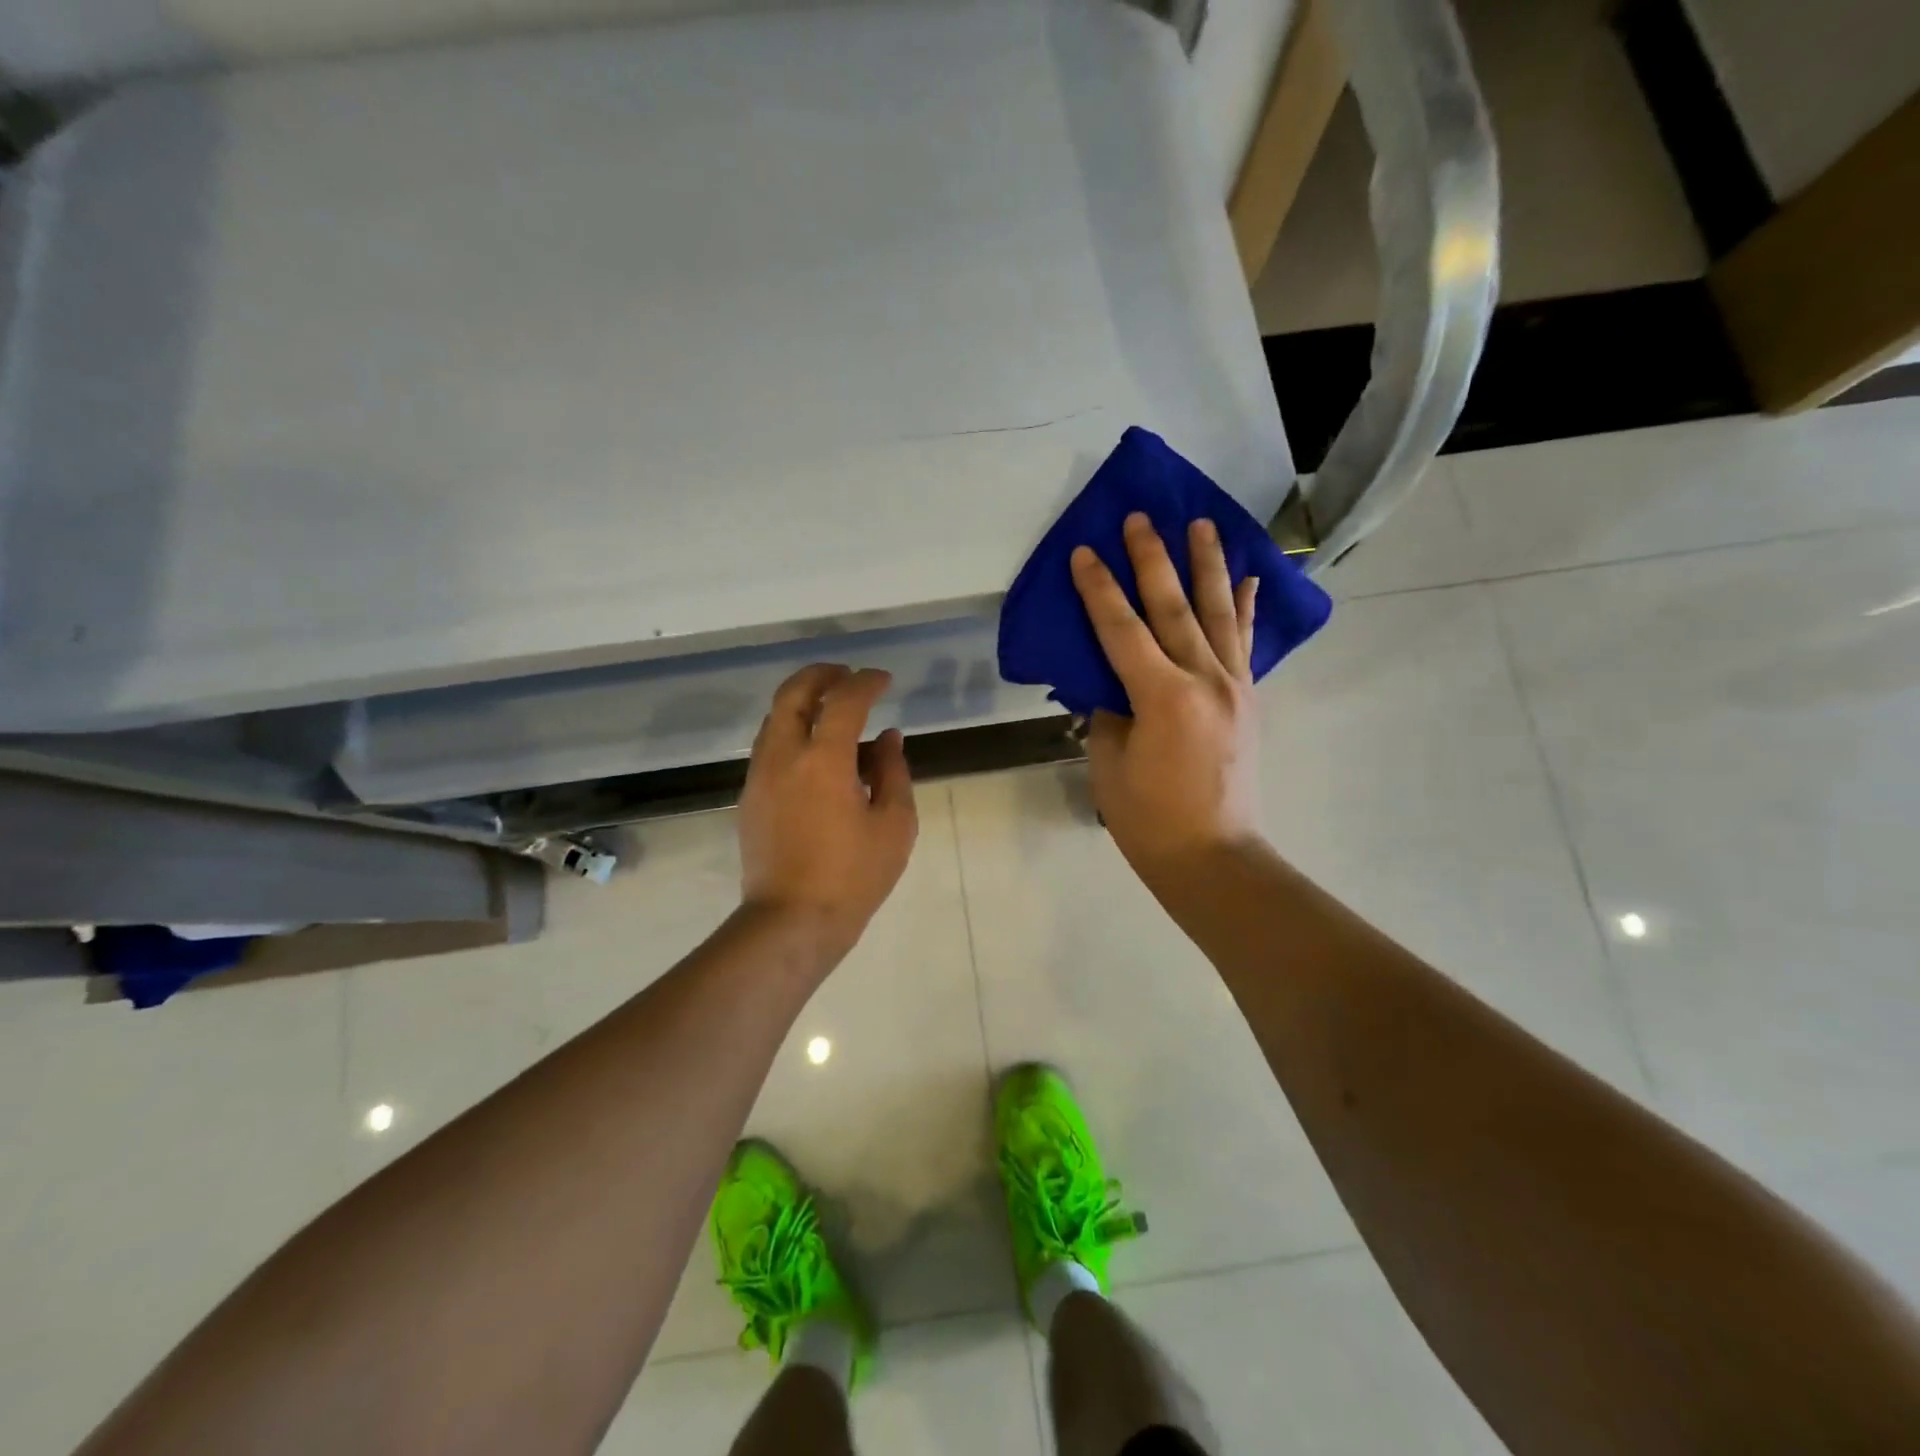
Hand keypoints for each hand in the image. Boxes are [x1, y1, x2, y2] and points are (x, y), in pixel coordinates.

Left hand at [738, 664, 917, 967]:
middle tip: (847, 675)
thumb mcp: (894, 824)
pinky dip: (791, 730)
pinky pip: (769, 745)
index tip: (884, 680)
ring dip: (802, 701)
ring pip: (775, 717)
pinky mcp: (749, 797)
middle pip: (793, 693)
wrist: (791, 921)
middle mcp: (784, 756)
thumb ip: (893, 772)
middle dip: (821, 674)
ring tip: (832, 710)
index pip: (844, 700)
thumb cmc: (853, 876)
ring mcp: (760, 775)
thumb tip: (887, 738)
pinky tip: (815, 751)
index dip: (866, 682)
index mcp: (824, 759)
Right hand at [1070, 513, 1262, 886]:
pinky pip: (1245, 644)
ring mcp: (1234, 686)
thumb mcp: (1110, 764)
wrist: (1213, 856)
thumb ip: (1109, 713)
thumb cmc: (1149, 819)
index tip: (1085, 551)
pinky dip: (1245, 608)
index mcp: (1162, 696)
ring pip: (1218, 613)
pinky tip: (1247, 578)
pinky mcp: (1248, 699)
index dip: (1099, 589)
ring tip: (1203, 524)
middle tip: (1140, 518)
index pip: (1122, 628)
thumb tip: (1111, 683)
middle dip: (1152, 559)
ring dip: (1207, 565)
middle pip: (1173, 607)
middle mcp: (1205, 679)